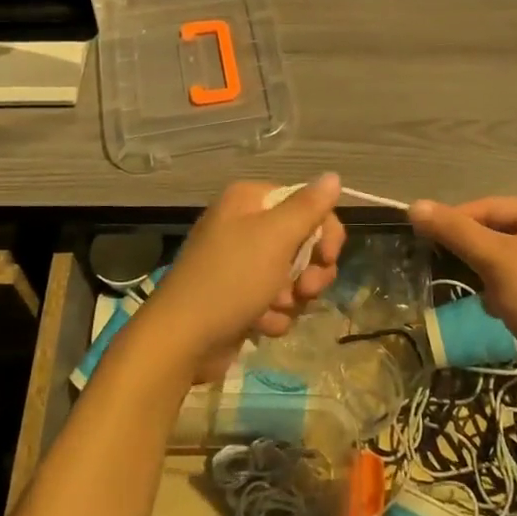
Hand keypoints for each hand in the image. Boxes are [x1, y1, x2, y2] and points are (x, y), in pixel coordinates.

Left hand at [135, 175, 347, 383]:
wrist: (183, 339)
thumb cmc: (231, 279)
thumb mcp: (275, 237)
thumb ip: (308, 207)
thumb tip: (333, 176)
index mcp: (249, 201)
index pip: (306, 204)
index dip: (325, 231)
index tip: (328, 257)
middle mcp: (244, 225)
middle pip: (304, 242)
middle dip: (310, 271)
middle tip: (305, 290)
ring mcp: (241, 263)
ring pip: (294, 276)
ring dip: (292, 297)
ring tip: (274, 309)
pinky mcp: (241, 297)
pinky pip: (276, 300)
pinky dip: (274, 314)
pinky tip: (261, 325)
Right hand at [409, 197, 516, 390]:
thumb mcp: (493, 260)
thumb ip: (454, 230)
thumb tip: (414, 205)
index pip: (490, 205)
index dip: (456, 220)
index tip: (427, 238)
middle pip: (499, 230)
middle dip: (476, 252)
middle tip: (452, 266)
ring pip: (506, 257)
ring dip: (488, 274)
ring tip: (484, 293)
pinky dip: (504, 291)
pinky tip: (500, 310)